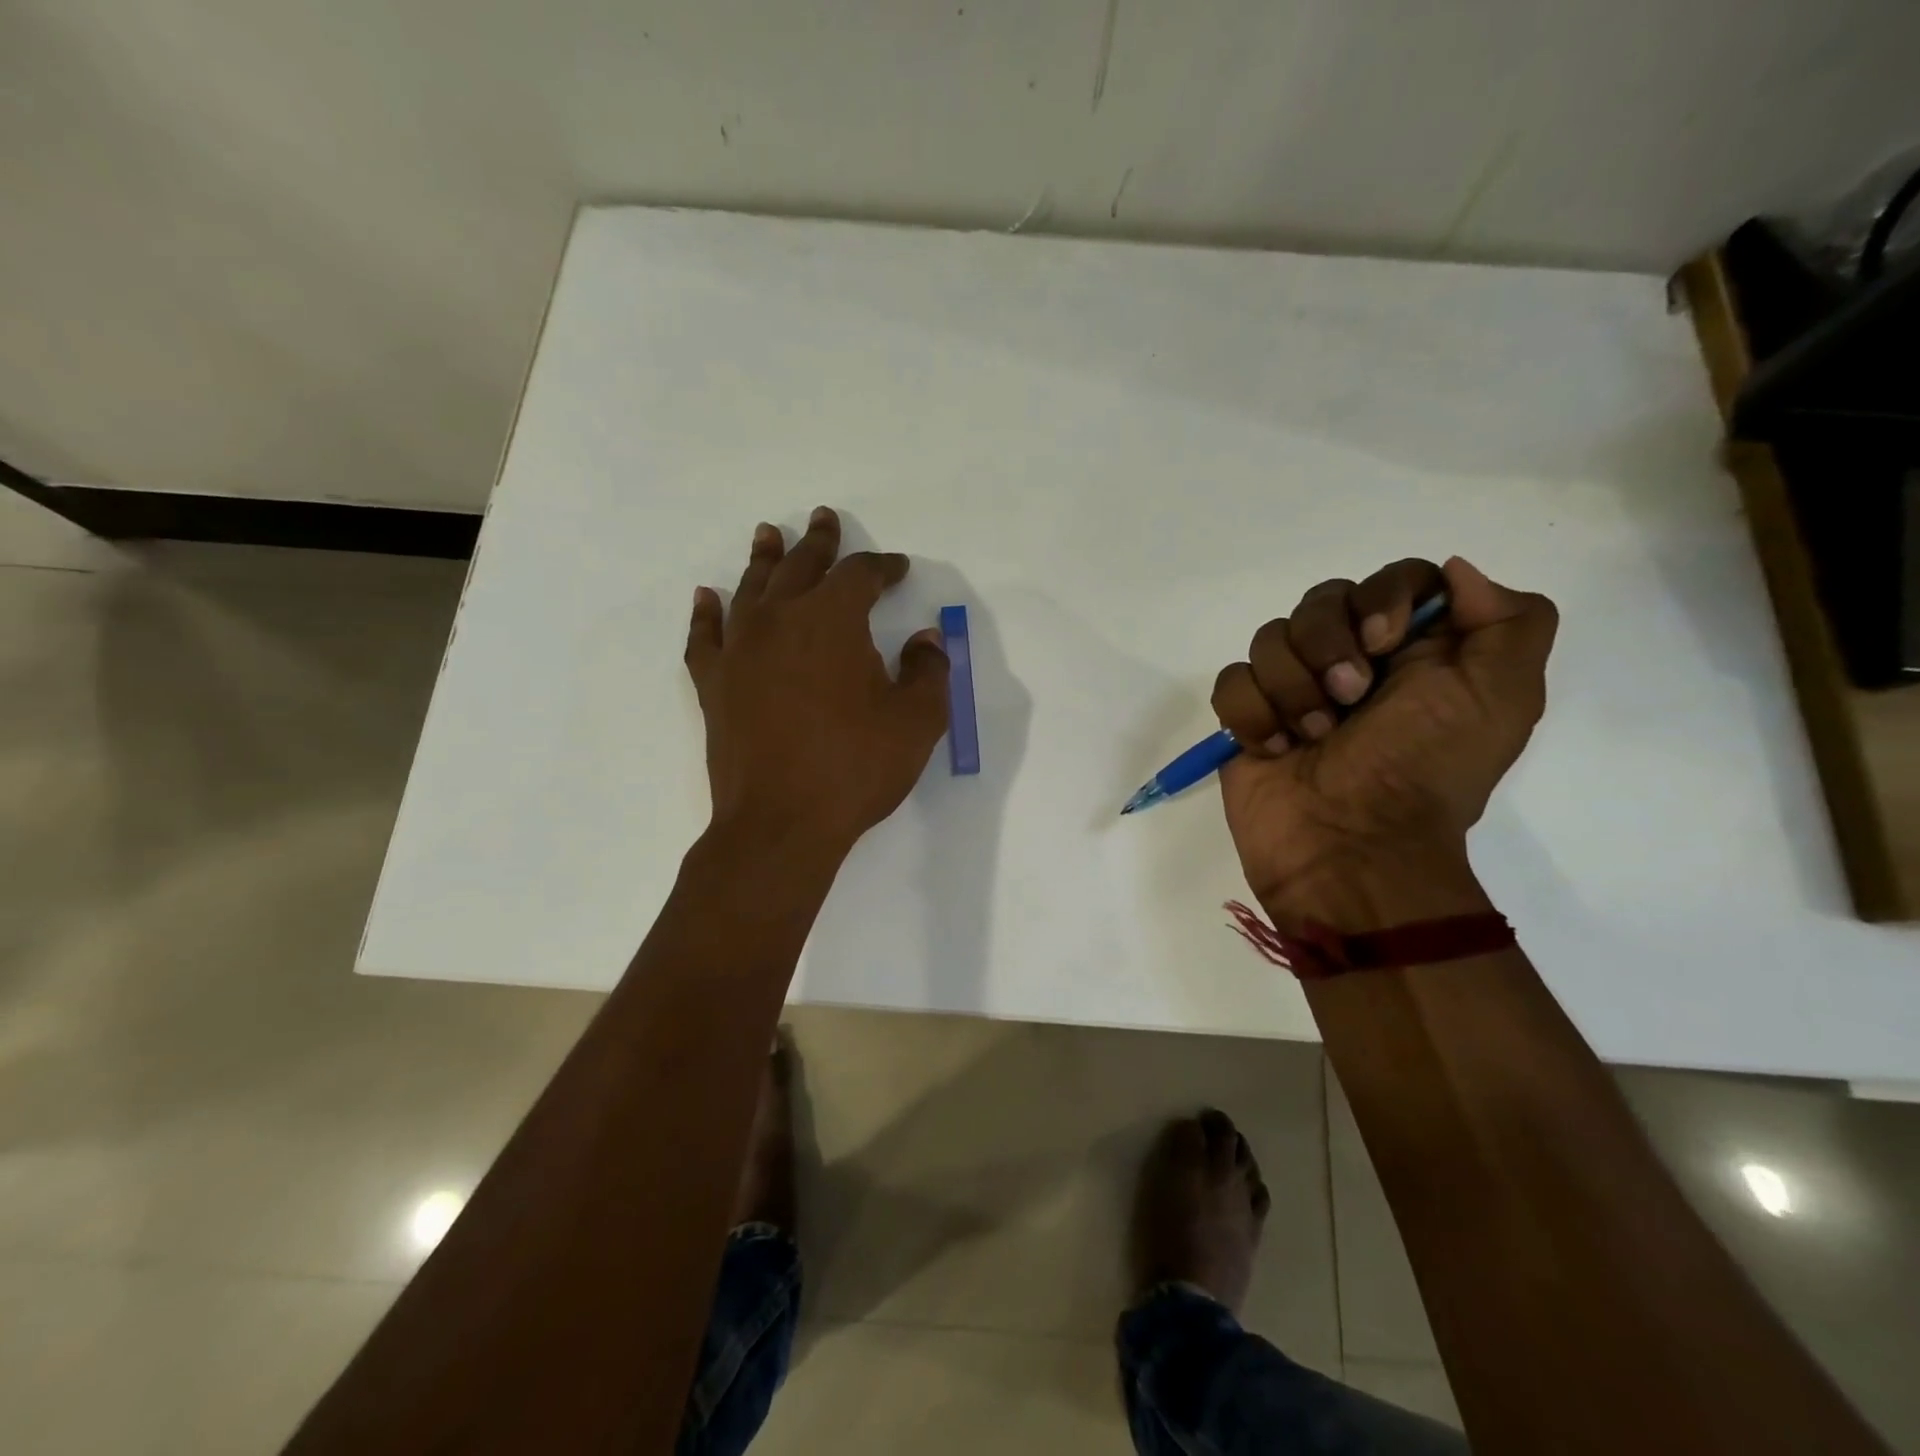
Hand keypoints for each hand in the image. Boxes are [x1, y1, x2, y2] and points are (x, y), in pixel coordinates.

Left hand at [685, 508, 949, 856]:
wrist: (781, 823)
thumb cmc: (855, 769)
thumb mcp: (917, 720)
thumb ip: (929, 670)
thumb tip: (927, 638)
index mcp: (832, 620)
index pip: (860, 576)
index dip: (882, 567)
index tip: (898, 568)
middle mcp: (780, 620)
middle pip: (801, 567)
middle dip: (819, 542)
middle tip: (824, 518)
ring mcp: (740, 650)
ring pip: (751, 589)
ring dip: (763, 560)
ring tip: (768, 535)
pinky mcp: (714, 684)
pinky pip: (705, 636)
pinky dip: (705, 613)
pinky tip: (706, 597)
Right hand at [1210, 557, 1556, 916]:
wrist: (1351, 847)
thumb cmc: (1424, 771)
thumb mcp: (1501, 698)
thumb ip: (1509, 622)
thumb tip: (1454, 571)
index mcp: (1415, 651)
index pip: (1391, 580)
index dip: (1381, 598)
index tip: (1384, 644)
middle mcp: (1352, 661)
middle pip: (1319, 600)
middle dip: (1327, 648)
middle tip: (1349, 701)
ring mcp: (1293, 690)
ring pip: (1269, 639)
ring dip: (1292, 689)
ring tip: (1313, 737)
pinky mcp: (1249, 719)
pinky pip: (1230, 682)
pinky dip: (1252, 714)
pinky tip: (1276, 748)